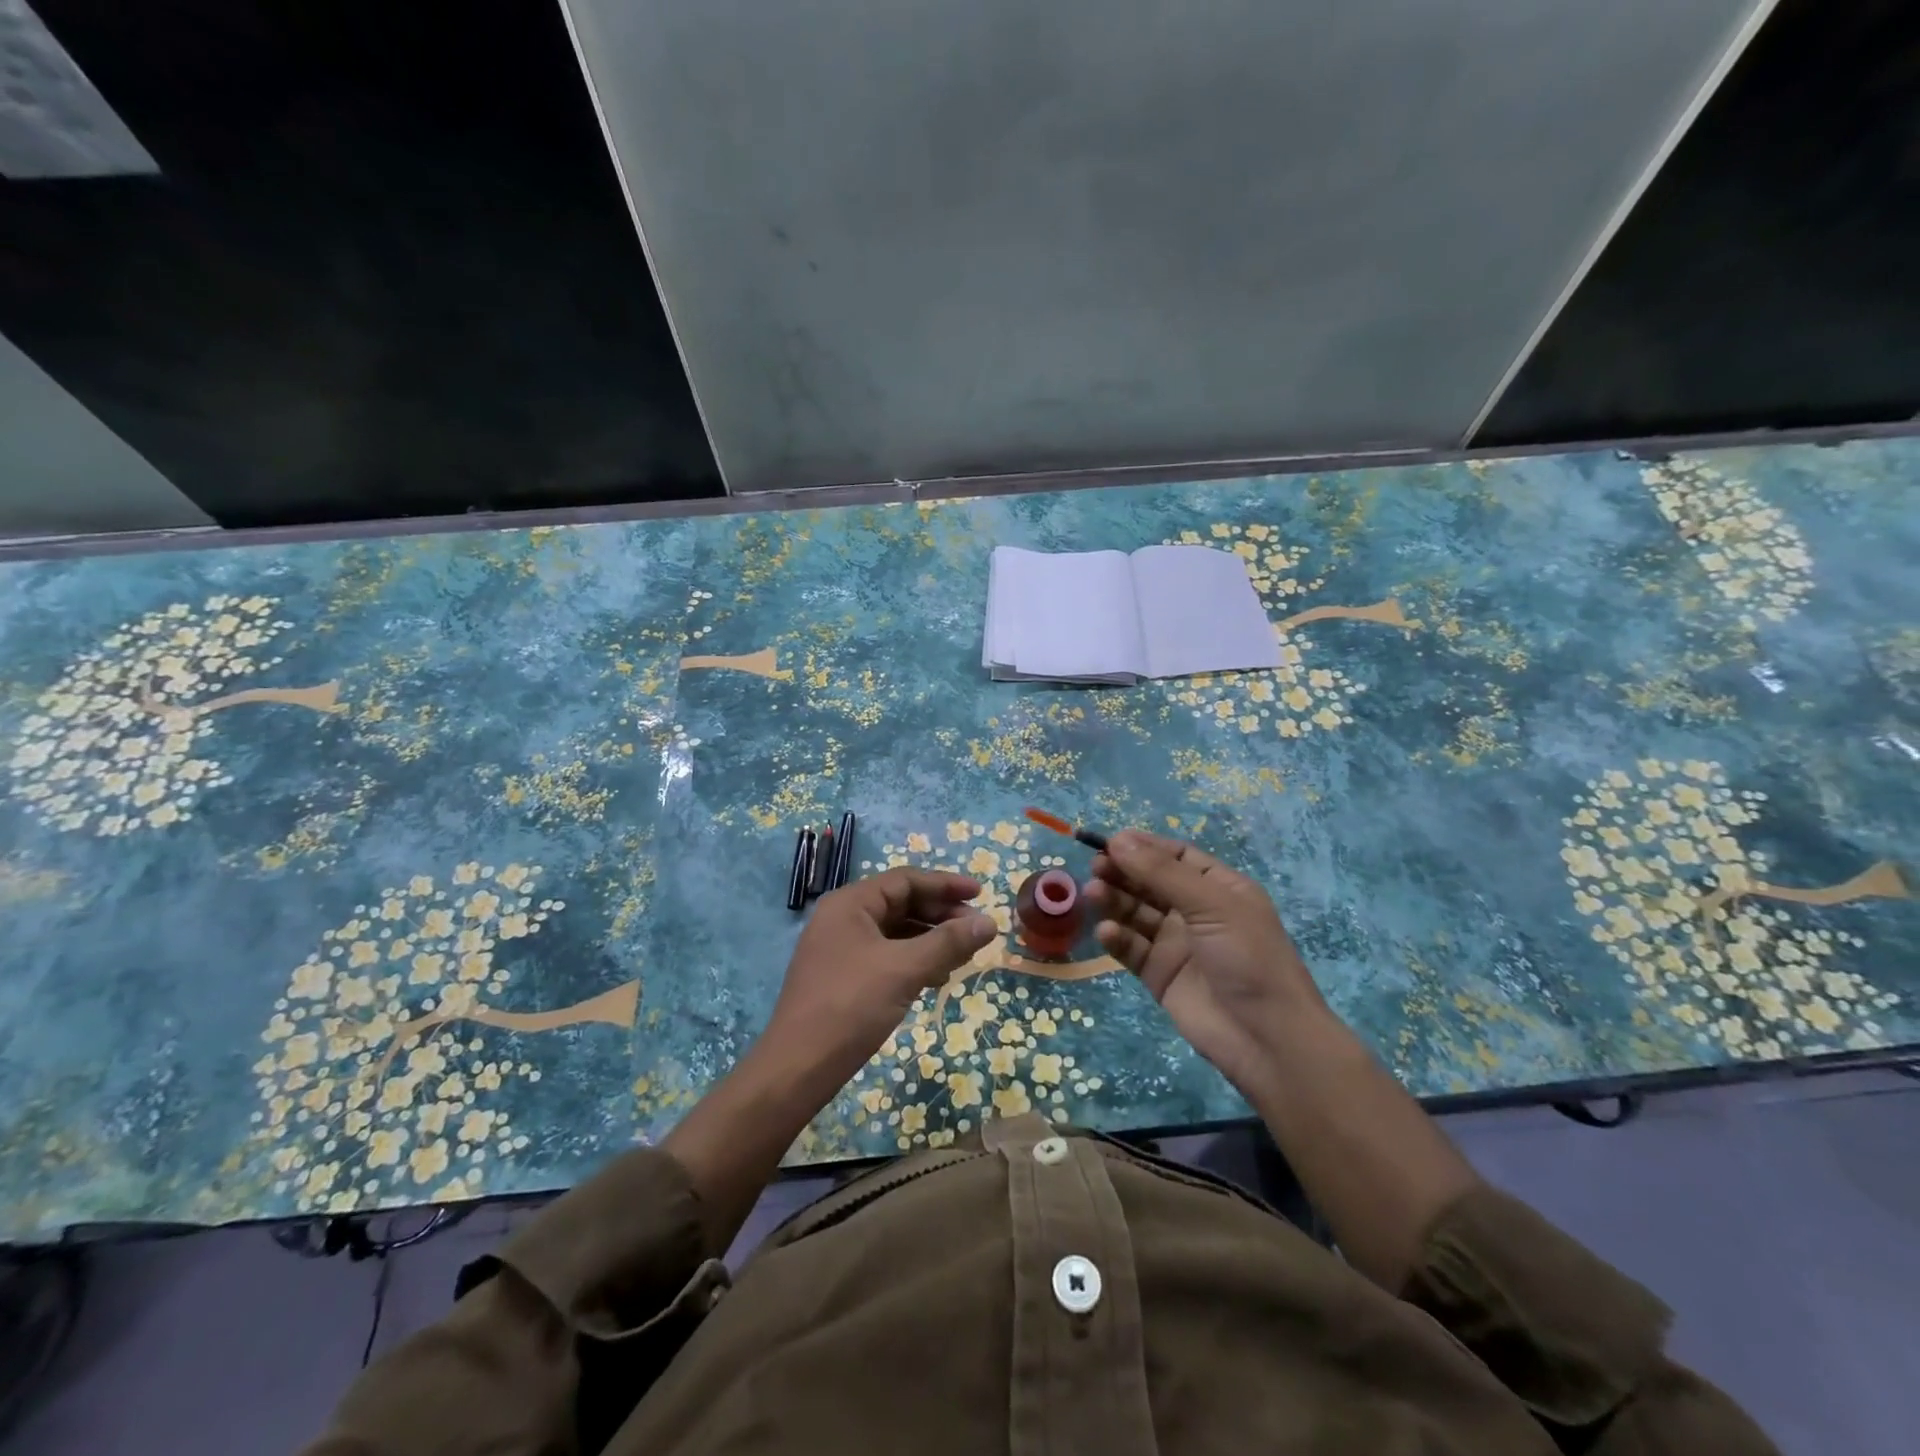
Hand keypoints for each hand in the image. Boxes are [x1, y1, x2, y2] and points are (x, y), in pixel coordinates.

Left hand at [761, 867, 995, 1094]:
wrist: (797, 1067)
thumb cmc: (851, 1006)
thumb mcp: (905, 969)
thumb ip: (949, 942)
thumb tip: (989, 923)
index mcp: (851, 903)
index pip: (906, 880)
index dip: (946, 884)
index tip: (981, 894)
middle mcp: (843, 918)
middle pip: (901, 903)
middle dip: (941, 914)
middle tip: (976, 930)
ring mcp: (840, 948)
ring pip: (895, 931)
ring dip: (930, 939)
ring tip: (963, 956)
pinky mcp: (842, 976)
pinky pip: (886, 955)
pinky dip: (913, 960)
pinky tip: (936, 977)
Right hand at [1087, 830, 1331, 1098]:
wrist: (1267, 1039)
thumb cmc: (1249, 958)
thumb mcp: (1211, 905)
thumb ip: (1162, 872)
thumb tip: (1118, 839)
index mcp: (1219, 889)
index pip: (1176, 857)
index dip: (1144, 847)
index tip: (1109, 841)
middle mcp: (1196, 912)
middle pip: (1150, 882)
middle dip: (1123, 872)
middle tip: (1095, 868)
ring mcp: (1176, 944)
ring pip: (1136, 913)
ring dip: (1114, 901)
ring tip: (1093, 894)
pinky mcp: (1159, 974)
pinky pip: (1131, 947)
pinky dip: (1116, 937)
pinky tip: (1105, 932)